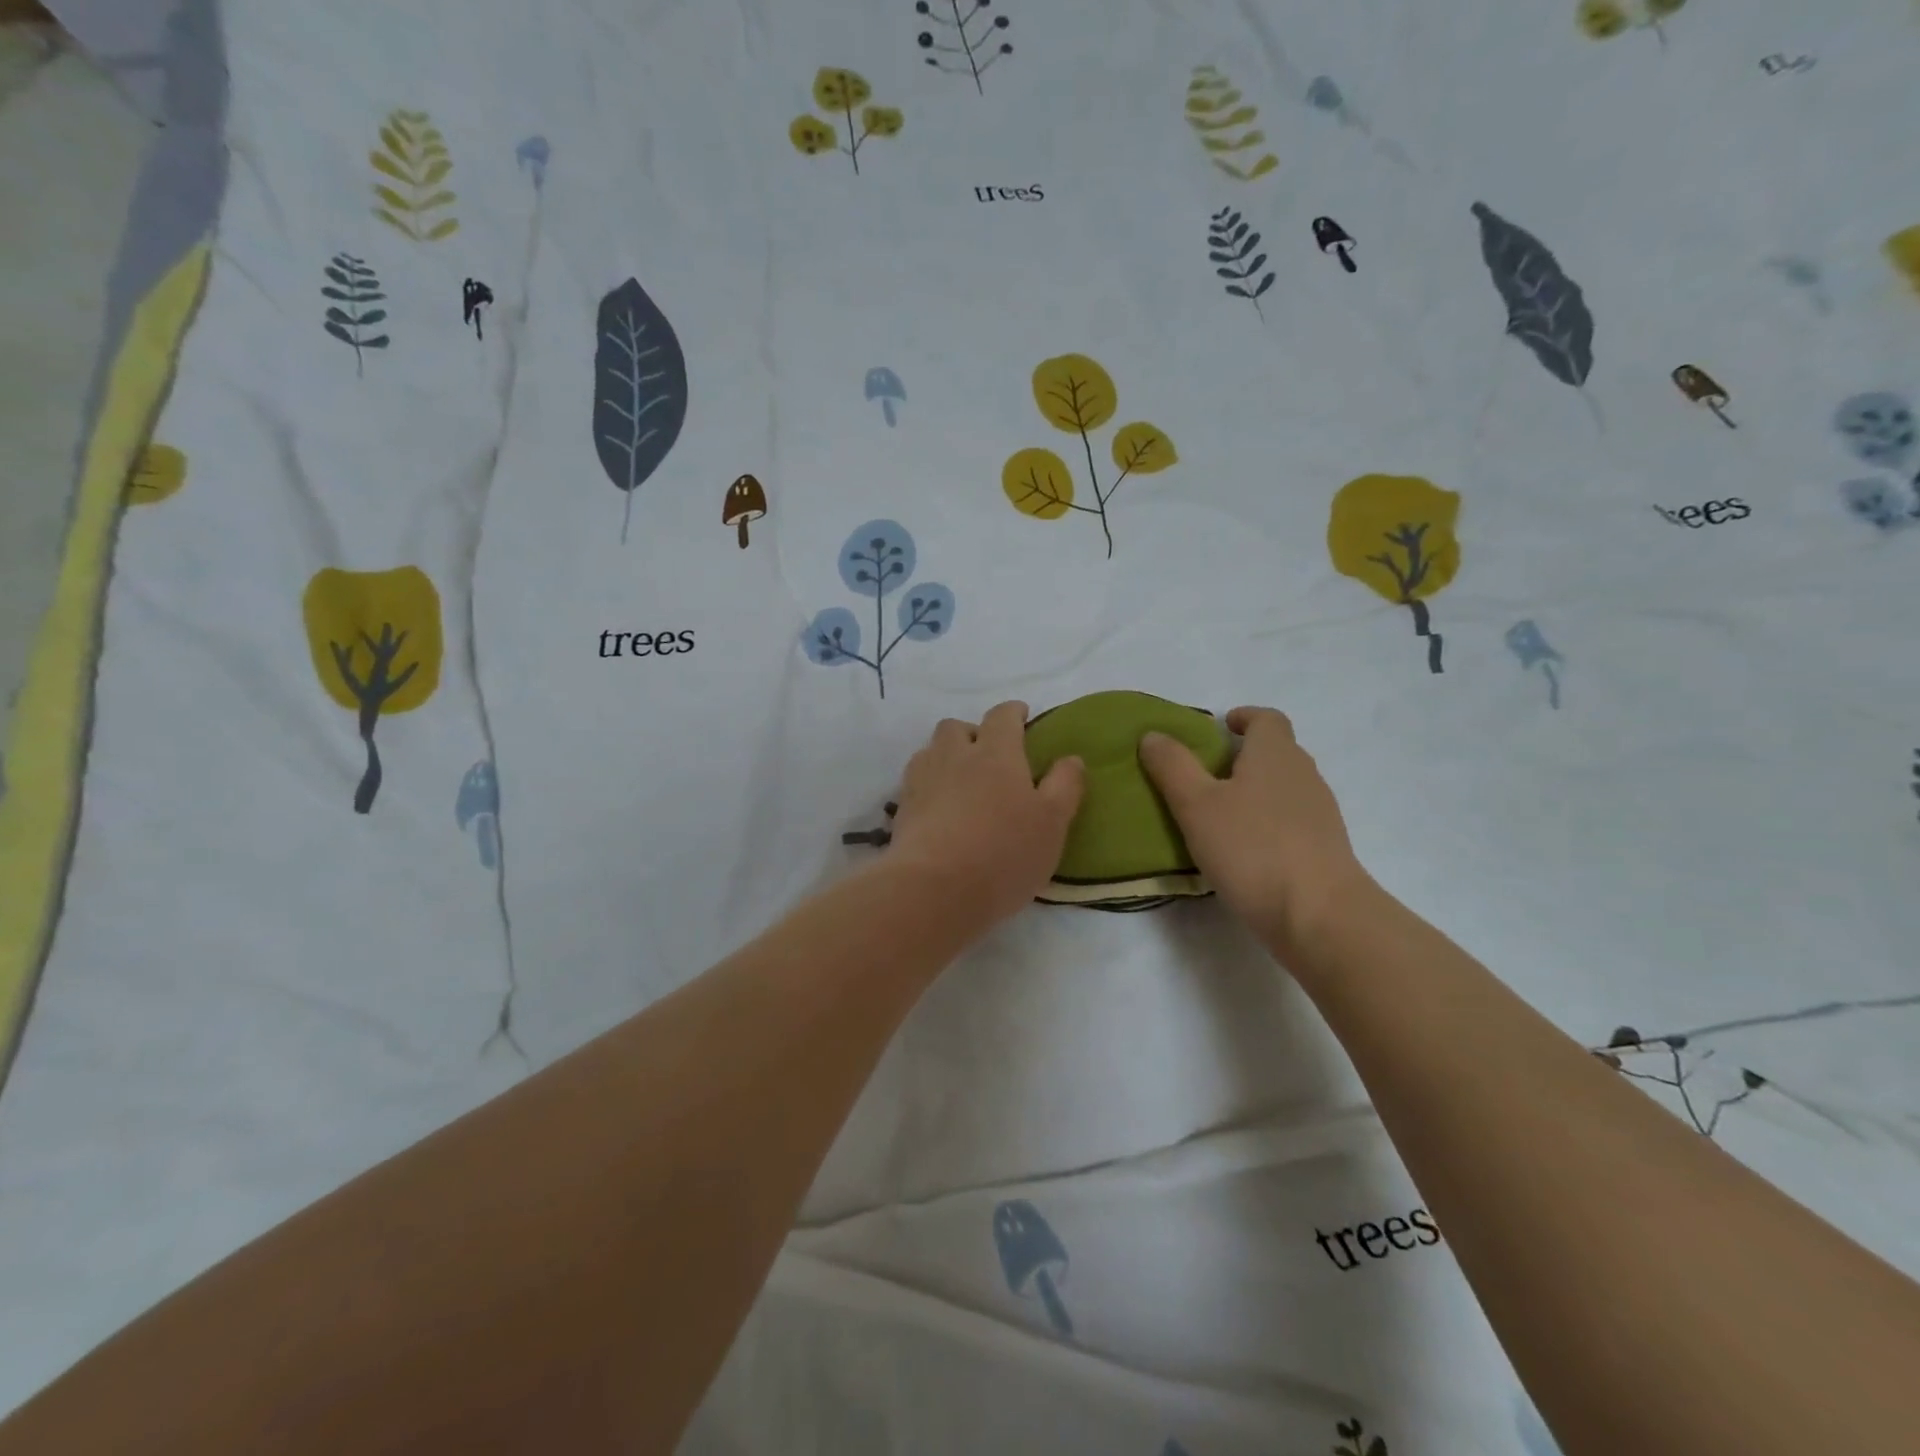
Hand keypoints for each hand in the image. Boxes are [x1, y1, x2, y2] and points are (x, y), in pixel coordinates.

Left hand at [885, 701, 1085, 929]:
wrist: (934, 889)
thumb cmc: (1004, 853)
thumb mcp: (1052, 823)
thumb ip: (1064, 786)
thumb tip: (1070, 758)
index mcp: (996, 753)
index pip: (1002, 716)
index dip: (1013, 713)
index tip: (1022, 717)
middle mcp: (954, 756)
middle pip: (957, 727)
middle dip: (973, 732)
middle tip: (989, 756)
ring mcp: (922, 780)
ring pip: (931, 750)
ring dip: (947, 756)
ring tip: (962, 781)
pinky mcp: (901, 808)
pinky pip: (915, 781)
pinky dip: (929, 784)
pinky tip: (939, 807)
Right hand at [1138, 706, 1370, 952]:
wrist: (1319, 916)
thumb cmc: (1252, 849)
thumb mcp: (1196, 805)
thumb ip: (1172, 766)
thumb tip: (1153, 735)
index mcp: (1275, 754)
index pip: (1266, 719)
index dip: (1244, 717)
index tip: (1221, 727)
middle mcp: (1304, 775)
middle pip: (1277, 752)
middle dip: (1244, 755)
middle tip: (1205, 773)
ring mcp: (1319, 814)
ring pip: (1283, 787)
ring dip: (1255, 790)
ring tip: (1219, 813)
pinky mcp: (1324, 849)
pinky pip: (1291, 820)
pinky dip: (1267, 822)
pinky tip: (1243, 849)